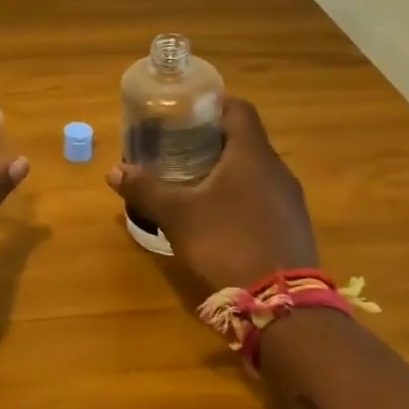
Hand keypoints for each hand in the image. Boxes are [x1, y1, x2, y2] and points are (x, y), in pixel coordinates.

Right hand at [107, 97, 317, 291]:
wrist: (281, 303)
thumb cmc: (226, 243)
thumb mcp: (177, 215)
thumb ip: (146, 189)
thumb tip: (114, 171)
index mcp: (252, 154)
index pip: (238, 108)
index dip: (211, 105)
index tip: (184, 114)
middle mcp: (277, 170)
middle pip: (245, 140)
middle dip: (211, 141)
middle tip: (178, 150)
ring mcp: (290, 199)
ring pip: (255, 170)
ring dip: (227, 171)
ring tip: (194, 183)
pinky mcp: (293, 226)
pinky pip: (264, 197)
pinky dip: (241, 197)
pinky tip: (219, 218)